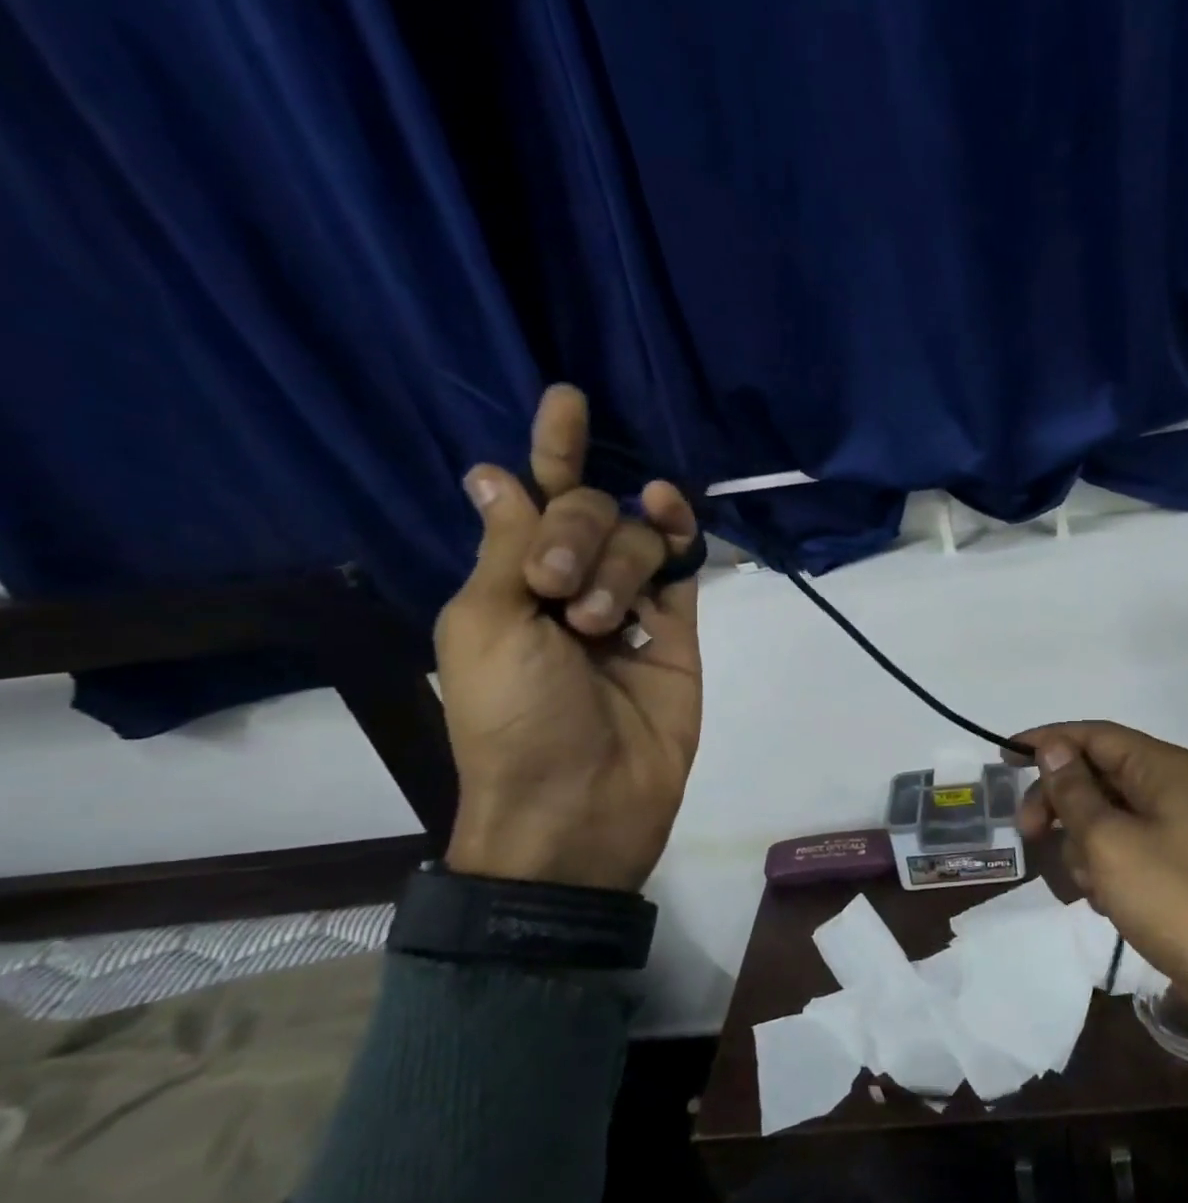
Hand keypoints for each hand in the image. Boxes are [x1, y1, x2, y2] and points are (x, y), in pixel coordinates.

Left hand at [434, 384, 701, 891]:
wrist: (584, 803)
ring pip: (636, 536)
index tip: (566, 400)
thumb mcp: (488, 626)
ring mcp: (631, 606)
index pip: (532, 498)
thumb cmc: (515, 718)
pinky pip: (682, 565)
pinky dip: (678, 532)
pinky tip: (668, 510)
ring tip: (602, 623)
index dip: (549, 451)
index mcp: (511, 584)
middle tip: (558, 592)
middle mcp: (571, 584)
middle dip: (575, 531)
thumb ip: (508, 547)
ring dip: (616, 559)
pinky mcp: (679, 629)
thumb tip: (490, 472)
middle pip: (588, 511)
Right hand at [1010, 722, 1187, 1080]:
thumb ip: (1074, 790)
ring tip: (1089, 884)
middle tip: (1026, 833)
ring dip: (1082, 844)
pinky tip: (1105, 900)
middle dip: (1059, 802)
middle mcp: (1172, 787)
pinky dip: (1104, 867)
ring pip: (1105, 815)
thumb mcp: (1108, 840)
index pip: (1095, 735)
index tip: (1004, 760)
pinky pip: (1122, 847)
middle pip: (1097, 774)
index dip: (1047, 741)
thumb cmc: (1172, 898)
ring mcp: (1176, 827)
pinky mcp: (1174, 864)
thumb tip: (1053, 747)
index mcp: (1164, 768)